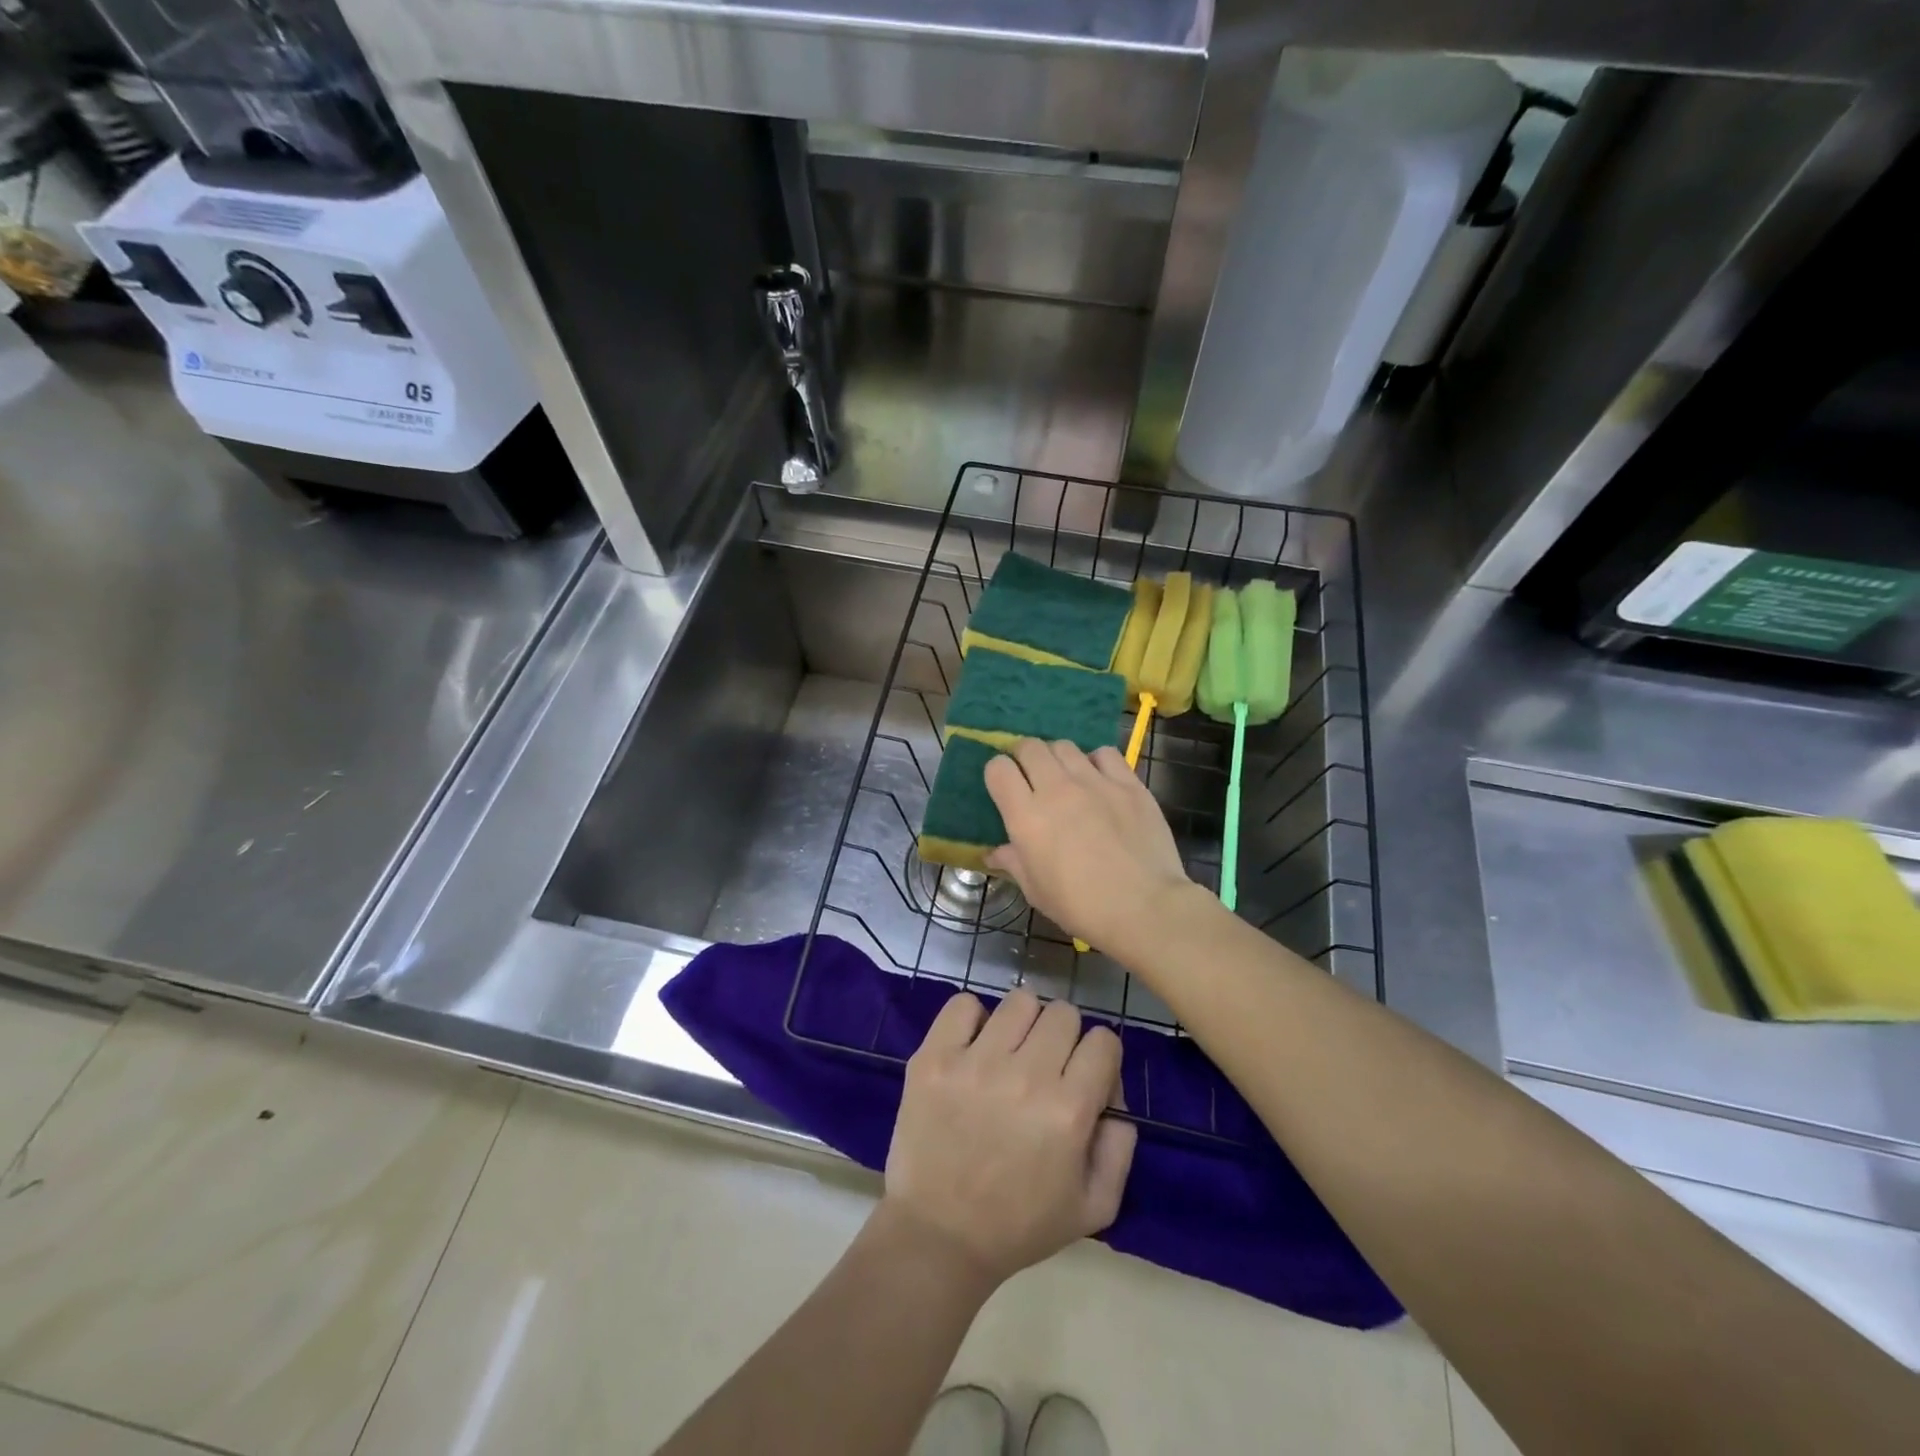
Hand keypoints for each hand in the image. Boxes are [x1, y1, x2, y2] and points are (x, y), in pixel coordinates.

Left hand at [883, 989, 1135, 1287]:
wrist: (939, 1236)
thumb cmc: (1020, 1225)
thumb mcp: (1095, 1206)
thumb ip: (1120, 1144)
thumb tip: (1114, 1089)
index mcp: (1068, 1111)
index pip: (1103, 1040)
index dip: (1099, 1057)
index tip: (1083, 1076)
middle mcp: (1026, 1077)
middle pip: (1063, 1014)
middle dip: (1063, 1038)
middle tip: (1044, 1067)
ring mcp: (975, 1063)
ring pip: (1020, 1001)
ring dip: (1022, 1024)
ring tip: (1008, 1053)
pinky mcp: (933, 1057)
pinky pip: (963, 1004)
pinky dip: (972, 1019)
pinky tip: (973, 1047)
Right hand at [983, 739, 1192, 952]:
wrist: (1145, 908)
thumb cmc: (1082, 906)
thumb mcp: (1036, 891)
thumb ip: (1013, 863)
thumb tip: (994, 853)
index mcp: (1027, 817)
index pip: (998, 769)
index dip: (998, 774)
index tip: (1005, 788)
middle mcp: (1057, 789)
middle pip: (1030, 747)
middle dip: (1024, 758)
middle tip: (1032, 777)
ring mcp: (1095, 782)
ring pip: (1065, 746)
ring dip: (1058, 758)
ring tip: (1065, 778)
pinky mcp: (1128, 783)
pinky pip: (1105, 753)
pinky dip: (1096, 761)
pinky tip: (1100, 780)